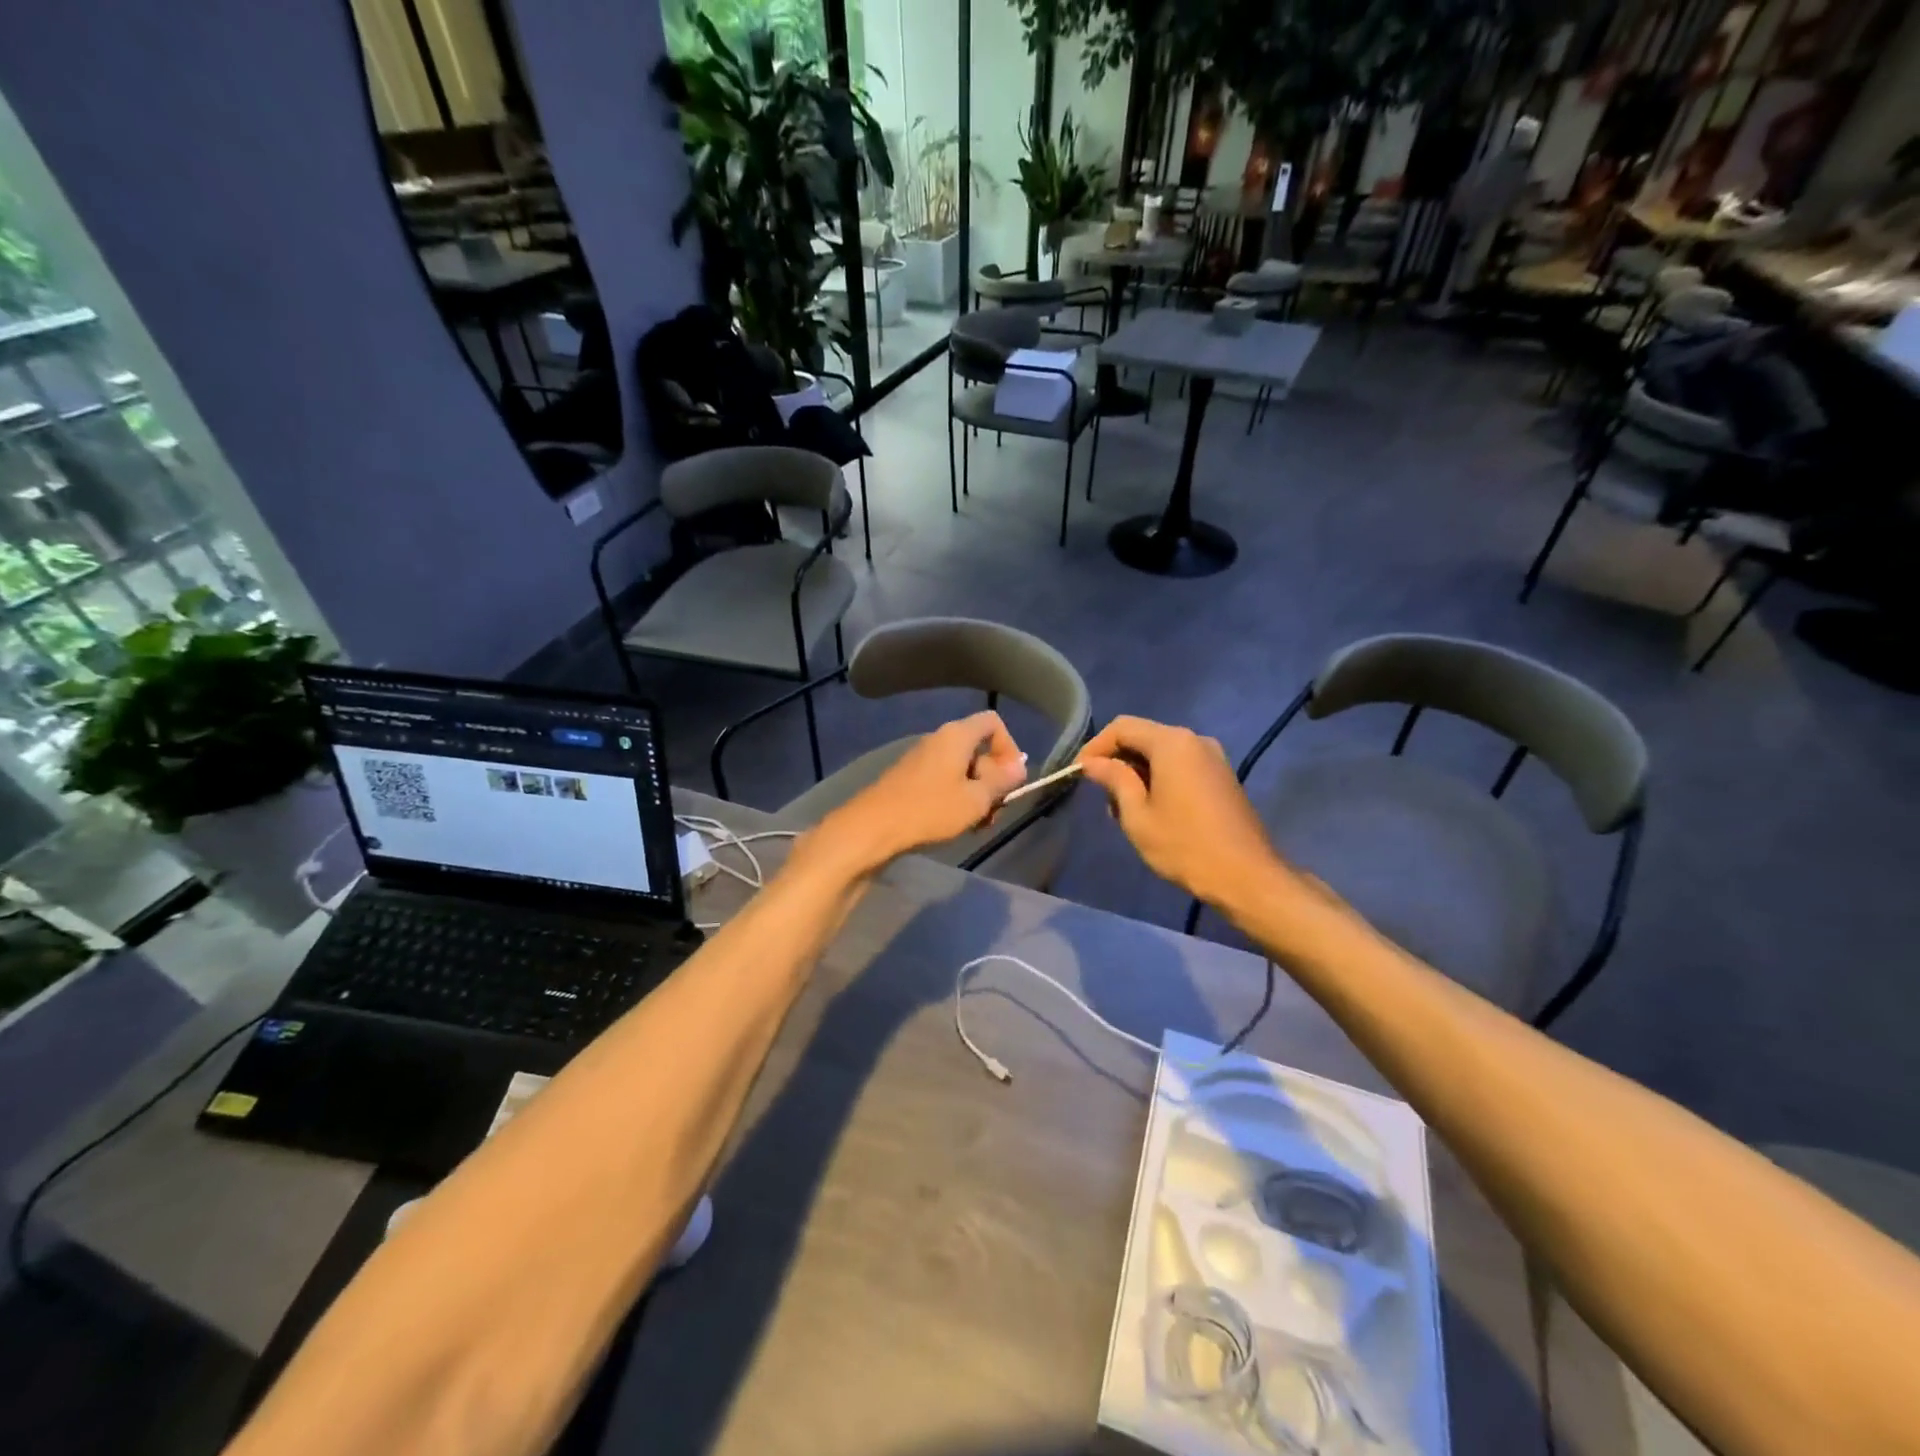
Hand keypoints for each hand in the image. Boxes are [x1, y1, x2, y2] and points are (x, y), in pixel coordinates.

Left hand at [812, 711, 1026, 873]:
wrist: (873, 827)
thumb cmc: (930, 810)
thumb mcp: (975, 799)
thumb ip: (1001, 781)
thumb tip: (1019, 766)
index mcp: (957, 736)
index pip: (993, 722)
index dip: (1009, 747)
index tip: (1011, 779)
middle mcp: (938, 739)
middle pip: (979, 749)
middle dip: (993, 779)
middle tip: (995, 810)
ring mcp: (922, 759)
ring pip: (962, 769)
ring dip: (976, 793)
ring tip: (977, 824)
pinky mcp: (910, 778)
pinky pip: (943, 780)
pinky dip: (956, 798)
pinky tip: (954, 824)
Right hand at [1076, 716, 1279, 908]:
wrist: (1247, 876)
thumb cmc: (1185, 846)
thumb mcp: (1138, 815)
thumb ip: (1114, 780)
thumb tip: (1093, 763)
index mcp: (1172, 743)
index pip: (1122, 727)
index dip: (1095, 747)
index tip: (1079, 774)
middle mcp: (1194, 740)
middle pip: (1143, 736)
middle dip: (1117, 760)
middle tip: (1100, 795)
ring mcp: (1213, 757)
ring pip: (1162, 752)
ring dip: (1137, 772)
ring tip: (1122, 809)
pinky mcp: (1221, 776)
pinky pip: (1181, 765)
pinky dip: (1159, 778)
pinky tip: (1151, 809)